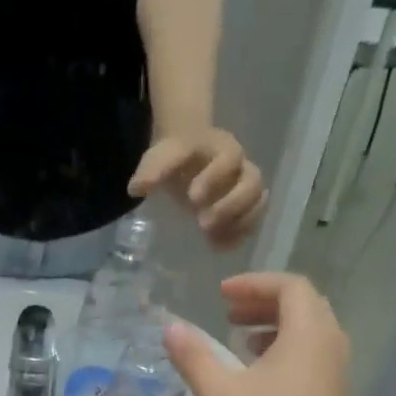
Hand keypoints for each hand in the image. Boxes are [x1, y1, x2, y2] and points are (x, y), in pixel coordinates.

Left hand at [129, 129, 268, 249]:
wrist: (187, 157)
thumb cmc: (176, 159)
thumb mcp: (161, 156)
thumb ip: (151, 169)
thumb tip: (136, 189)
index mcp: (222, 149)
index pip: (228, 158)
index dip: (215, 178)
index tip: (193, 197)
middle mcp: (240, 168)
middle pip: (252, 182)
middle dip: (230, 205)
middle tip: (202, 223)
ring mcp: (245, 188)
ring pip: (258, 202)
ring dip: (239, 222)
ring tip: (212, 237)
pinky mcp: (245, 208)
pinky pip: (254, 221)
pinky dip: (240, 235)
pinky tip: (218, 246)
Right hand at [163, 273, 350, 395]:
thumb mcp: (218, 394)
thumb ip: (193, 357)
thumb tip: (169, 328)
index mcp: (308, 334)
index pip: (289, 286)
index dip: (254, 283)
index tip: (220, 295)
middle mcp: (328, 345)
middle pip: (302, 305)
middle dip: (263, 302)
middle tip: (228, 312)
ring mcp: (333, 373)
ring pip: (307, 332)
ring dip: (273, 326)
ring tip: (238, 340)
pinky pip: (309, 355)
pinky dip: (282, 350)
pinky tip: (254, 374)